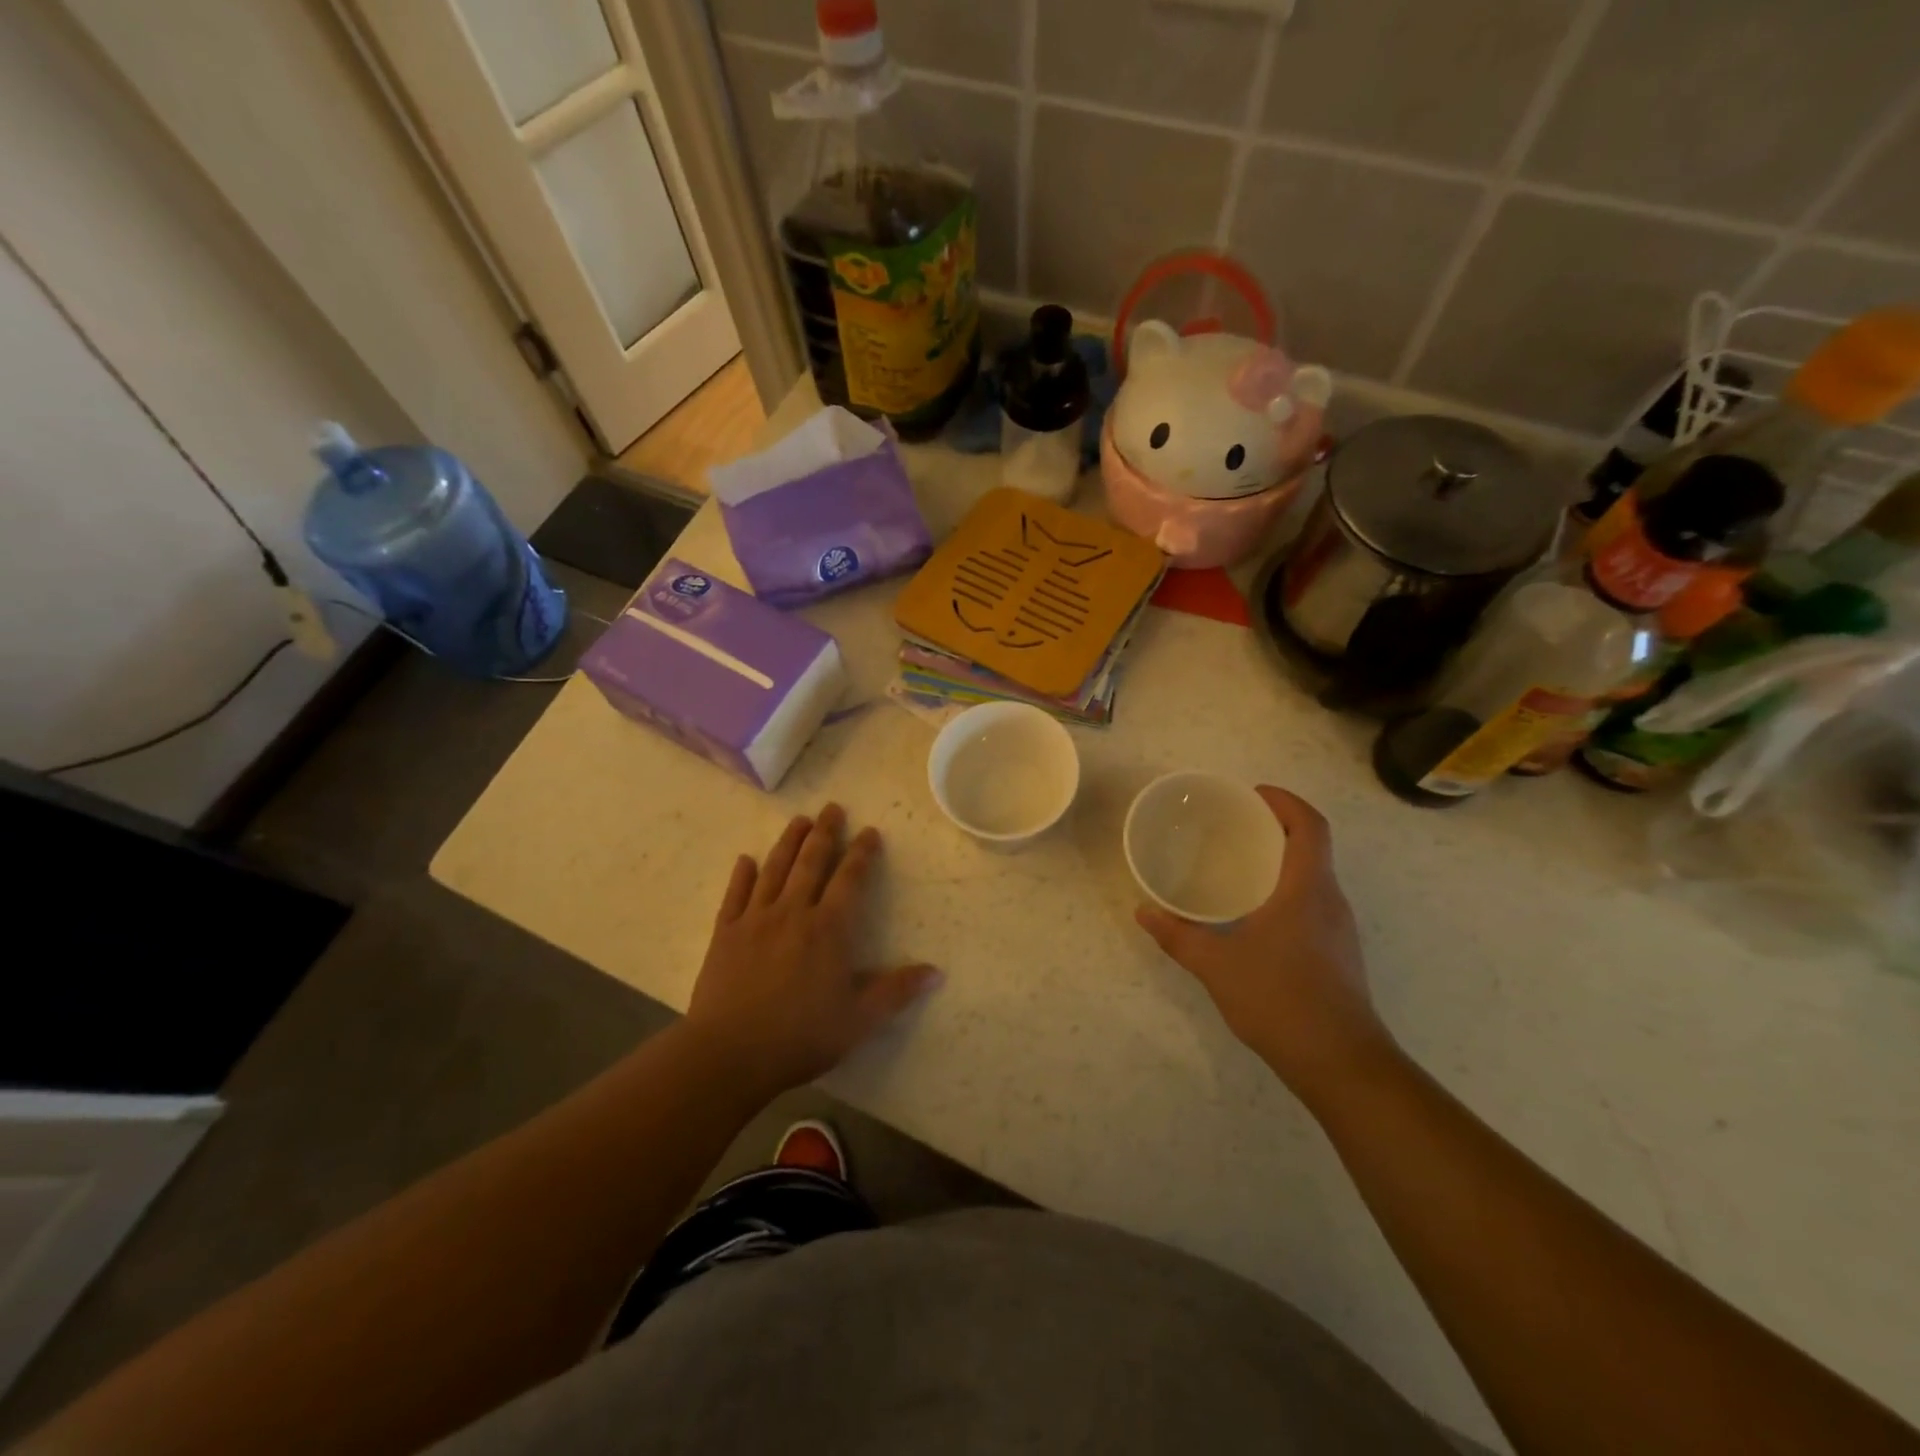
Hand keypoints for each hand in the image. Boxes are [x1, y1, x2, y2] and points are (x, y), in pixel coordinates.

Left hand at [686, 804, 939, 1096]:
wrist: (730, 1054)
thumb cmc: (801, 1036)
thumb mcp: (859, 1019)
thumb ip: (897, 991)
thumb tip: (937, 972)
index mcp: (828, 928)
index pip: (850, 879)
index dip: (862, 853)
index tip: (869, 832)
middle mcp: (792, 912)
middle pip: (811, 862)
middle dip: (825, 833)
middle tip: (832, 808)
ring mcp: (754, 920)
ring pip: (774, 870)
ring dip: (788, 842)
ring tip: (798, 820)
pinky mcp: (724, 934)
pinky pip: (734, 895)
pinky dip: (741, 875)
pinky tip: (745, 860)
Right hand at [1135, 786, 1396, 1105]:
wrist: (1342, 1064)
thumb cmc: (1281, 1000)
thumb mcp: (1217, 965)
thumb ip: (1178, 936)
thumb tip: (1144, 912)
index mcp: (1307, 889)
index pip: (1310, 826)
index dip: (1286, 801)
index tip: (1254, 793)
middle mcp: (1331, 901)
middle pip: (1313, 847)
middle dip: (1278, 827)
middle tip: (1235, 826)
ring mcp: (1340, 930)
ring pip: (1314, 877)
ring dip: (1283, 861)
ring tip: (1240, 865)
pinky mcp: (1339, 954)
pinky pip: (1314, 903)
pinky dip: (1287, 891)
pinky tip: (1256, 915)